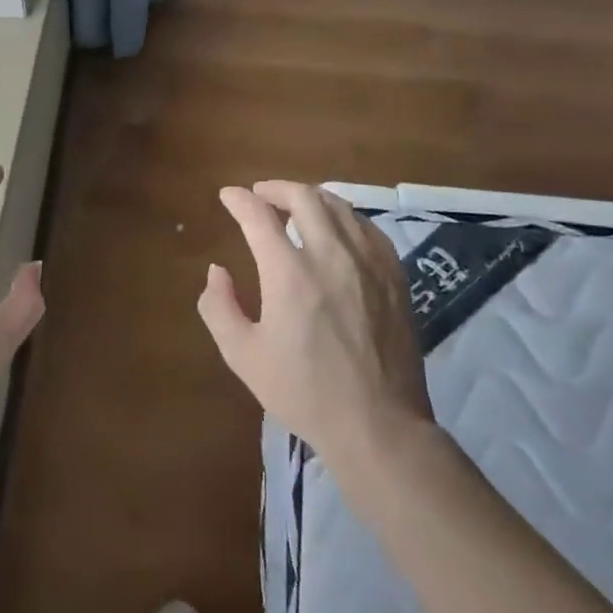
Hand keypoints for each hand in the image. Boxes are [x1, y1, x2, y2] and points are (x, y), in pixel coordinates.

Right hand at [198, 181, 433, 469]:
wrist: (378, 424)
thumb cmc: (303, 392)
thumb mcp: (243, 355)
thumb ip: (218, 307)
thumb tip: (217, 271)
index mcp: (289, 273)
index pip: (259, 216)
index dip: (239, 200)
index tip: (228, 196)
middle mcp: (330, 255)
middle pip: (304, 198)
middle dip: (276, 188)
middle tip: (261, 194)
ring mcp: (369, 262)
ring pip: (339, 206)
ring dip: (311, 198)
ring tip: (296, 205)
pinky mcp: (395, 276)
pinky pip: (368, 228)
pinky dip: (344, 217)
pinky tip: (338, 229)